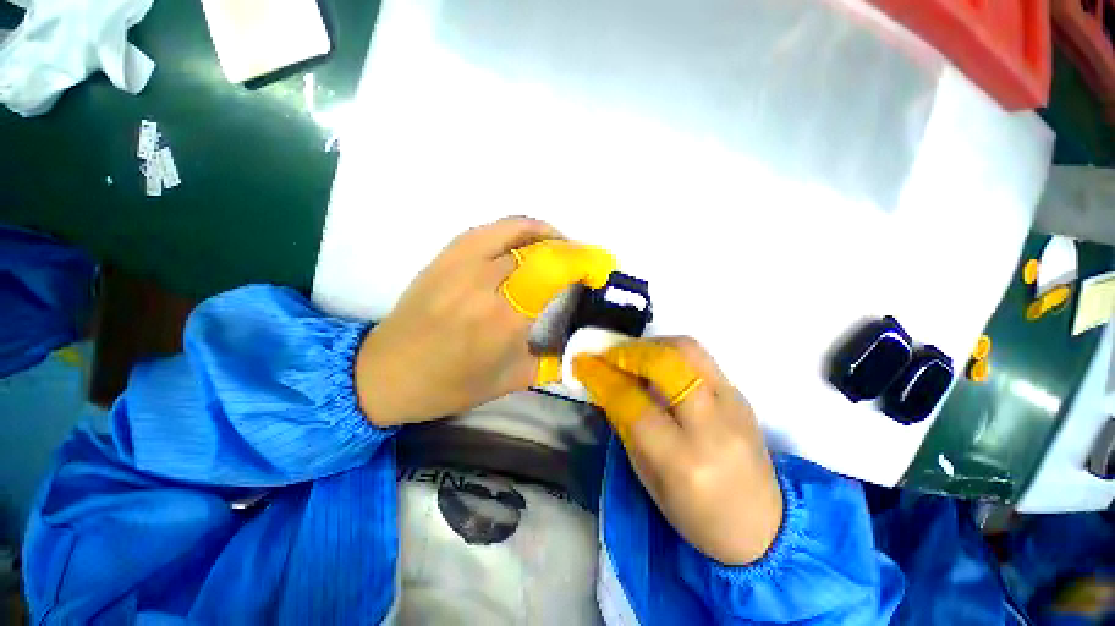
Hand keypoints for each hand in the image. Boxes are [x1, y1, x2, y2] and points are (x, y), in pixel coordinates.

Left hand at [355, 217, 614, 426]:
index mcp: (505, 319)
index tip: (599, 269)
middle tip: (581, 264)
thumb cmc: (450, 385)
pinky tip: (524, 245)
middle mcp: (485, 283)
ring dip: (546, 233)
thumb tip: (582, 348)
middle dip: (571, 250)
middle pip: (540, 247)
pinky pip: (490, 229)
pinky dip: (516, 231)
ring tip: (559, 248)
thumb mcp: (512, 382)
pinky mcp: (445, 256)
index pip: (556, 272)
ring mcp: (461, 263)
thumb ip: (553, 362)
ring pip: (516, 228)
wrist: (386, 373)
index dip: (584, 263)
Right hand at [573, 339, 782, 565]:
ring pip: (687, 349)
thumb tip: (607, 386)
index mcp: (683, 461)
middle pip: (667, 363)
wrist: (766, 526)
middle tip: (608, 356)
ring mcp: (733, 404)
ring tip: (632, 356)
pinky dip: (669, 353)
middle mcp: (711, 426)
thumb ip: (627, 427)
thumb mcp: (649, 480)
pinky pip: (699, 358)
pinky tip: (657, 366)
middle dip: (629, 352)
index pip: (634, 403)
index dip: (602, 378)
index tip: (582, 363)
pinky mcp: (740, 394)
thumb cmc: (698, 515)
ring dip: (651, 345)